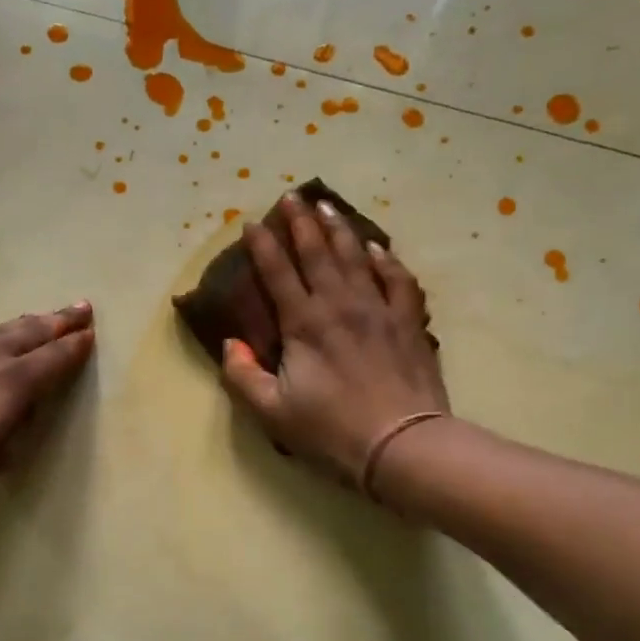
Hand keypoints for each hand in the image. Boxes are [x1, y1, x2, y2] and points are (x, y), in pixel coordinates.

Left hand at [0, 304, 95, 504]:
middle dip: (59, 321)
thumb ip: (11, 436)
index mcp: (10, 386)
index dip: (74, 348)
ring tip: (43, 317)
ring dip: (28, 323)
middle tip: (81, 308)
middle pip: (31, 333)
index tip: (90, 334)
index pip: (53, 361)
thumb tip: (19, 413)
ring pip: (1, 331)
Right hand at [220, 196, 449, 492]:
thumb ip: (242, 376)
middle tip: (291, 196)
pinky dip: (386, 260)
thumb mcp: (272, 413)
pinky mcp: (408, 323)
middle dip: (300, 223)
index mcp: (304, 324)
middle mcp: (340, 305)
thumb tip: (231, 344)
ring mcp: (379, 310)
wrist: (401, 444)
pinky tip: (378, 248)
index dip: (262, 246)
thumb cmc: (331, 431)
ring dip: (339, 229)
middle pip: (317, 253)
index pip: (278, 273)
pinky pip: (398, 280)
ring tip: (326, 207)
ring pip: (356, 257)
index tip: (251, 222)